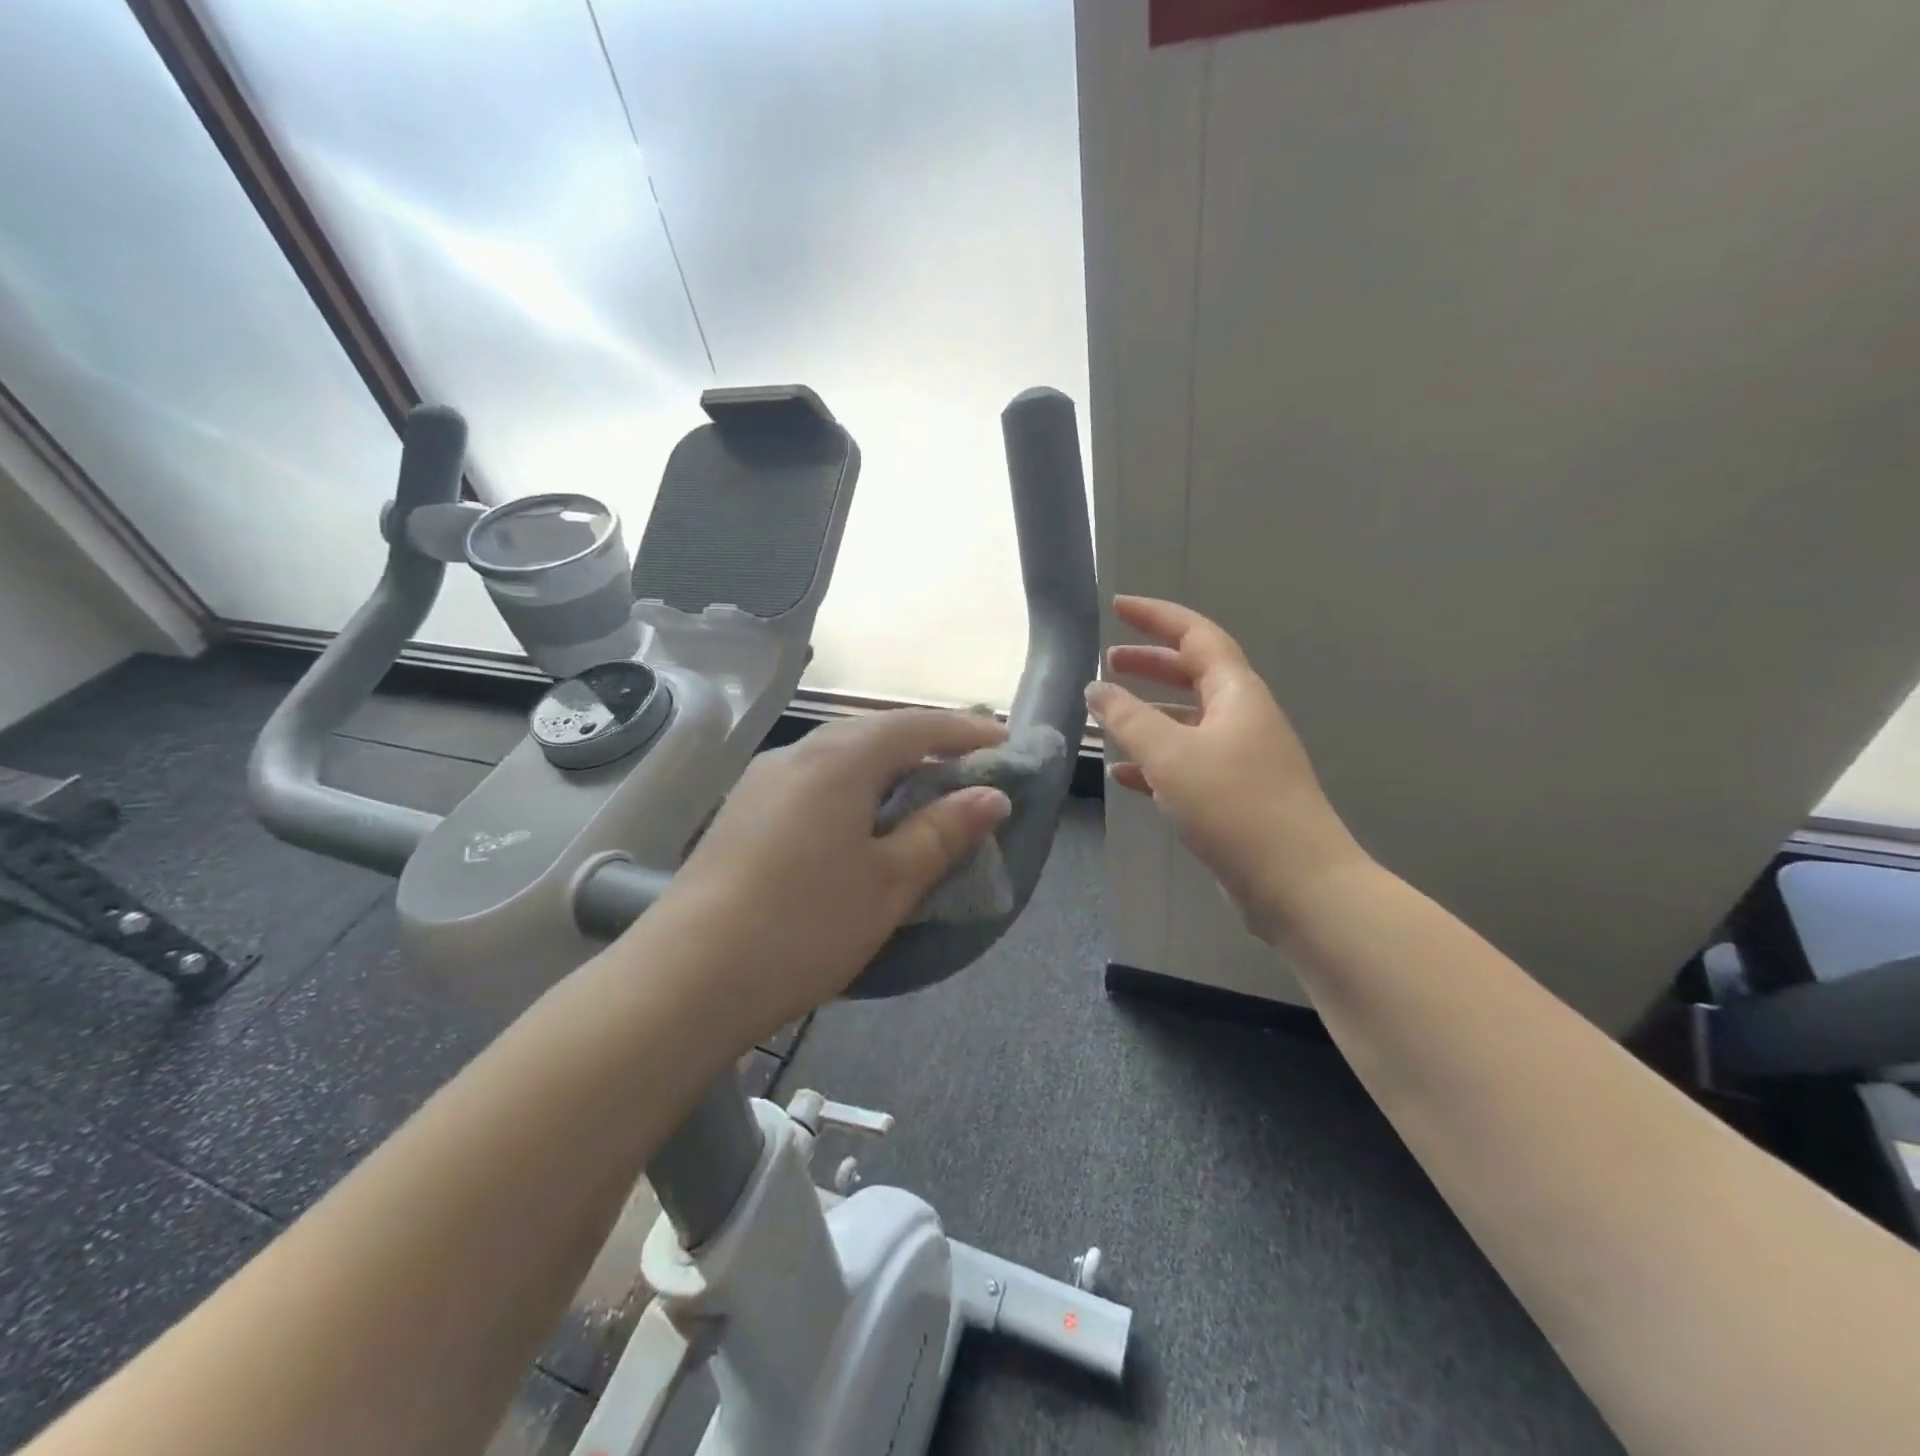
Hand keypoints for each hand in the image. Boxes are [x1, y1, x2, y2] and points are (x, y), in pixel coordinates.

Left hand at [638, 710, 1012, 1046]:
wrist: (685, 979)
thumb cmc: (804, 926)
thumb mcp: (888, 883)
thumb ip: (942, 832)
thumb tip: (991, 797)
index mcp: (838, 760)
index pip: (915, 726)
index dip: (964, 733)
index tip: (1006, 746)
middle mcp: (797, 755)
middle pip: (874, 732)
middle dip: (927, 743)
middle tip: (969, 767)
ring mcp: (762, 780)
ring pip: (840, 754)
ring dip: (887, 764)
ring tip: (922, 791)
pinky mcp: (743, 810)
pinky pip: (813, 778)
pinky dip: (853, 784)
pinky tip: (860, 818)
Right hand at [1087, 595, 1366, 940]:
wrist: (1297, 883)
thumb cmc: (1234, 806)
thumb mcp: (1171, 755)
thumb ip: (1127, 718)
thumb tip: (1096, 689)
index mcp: (1236, 693)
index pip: (1196, 635)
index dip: (1156, 617)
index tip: (1118, 607)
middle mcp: (1242, 717)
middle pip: (1193, 675)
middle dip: (1150, 664)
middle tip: (1109, 662)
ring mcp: (1242, 758)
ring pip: (1188, 722)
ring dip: (1149, 714)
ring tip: (1108, 716)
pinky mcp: (1235, 795)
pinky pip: (1189, 763)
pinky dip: (1156, 761)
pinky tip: (1125, 775)